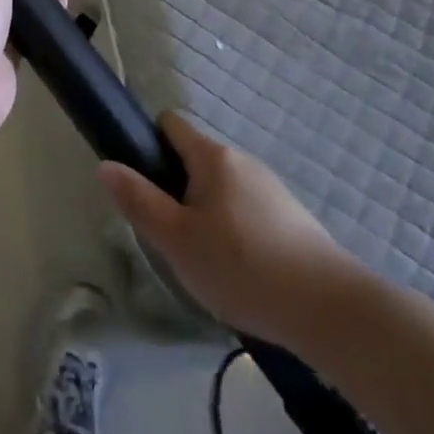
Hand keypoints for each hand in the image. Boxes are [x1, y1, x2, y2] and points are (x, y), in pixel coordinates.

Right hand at [99, 112, 368, 343]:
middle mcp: (242, 160)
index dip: (148, 144)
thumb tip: (106, 165)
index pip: (171, 125)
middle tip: (168, 235)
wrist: (327, 308)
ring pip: (221, 188)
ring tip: (203, 260)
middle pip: (195, 160)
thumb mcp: (177, 240)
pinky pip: (247, 210)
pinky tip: (238, 271)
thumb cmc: (241, 266)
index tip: (140, 181)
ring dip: (205, 213)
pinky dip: (234, 230)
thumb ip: (139, 201)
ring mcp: (271, 187)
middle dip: (176, 189)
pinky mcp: (291, 217)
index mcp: (212, 156)